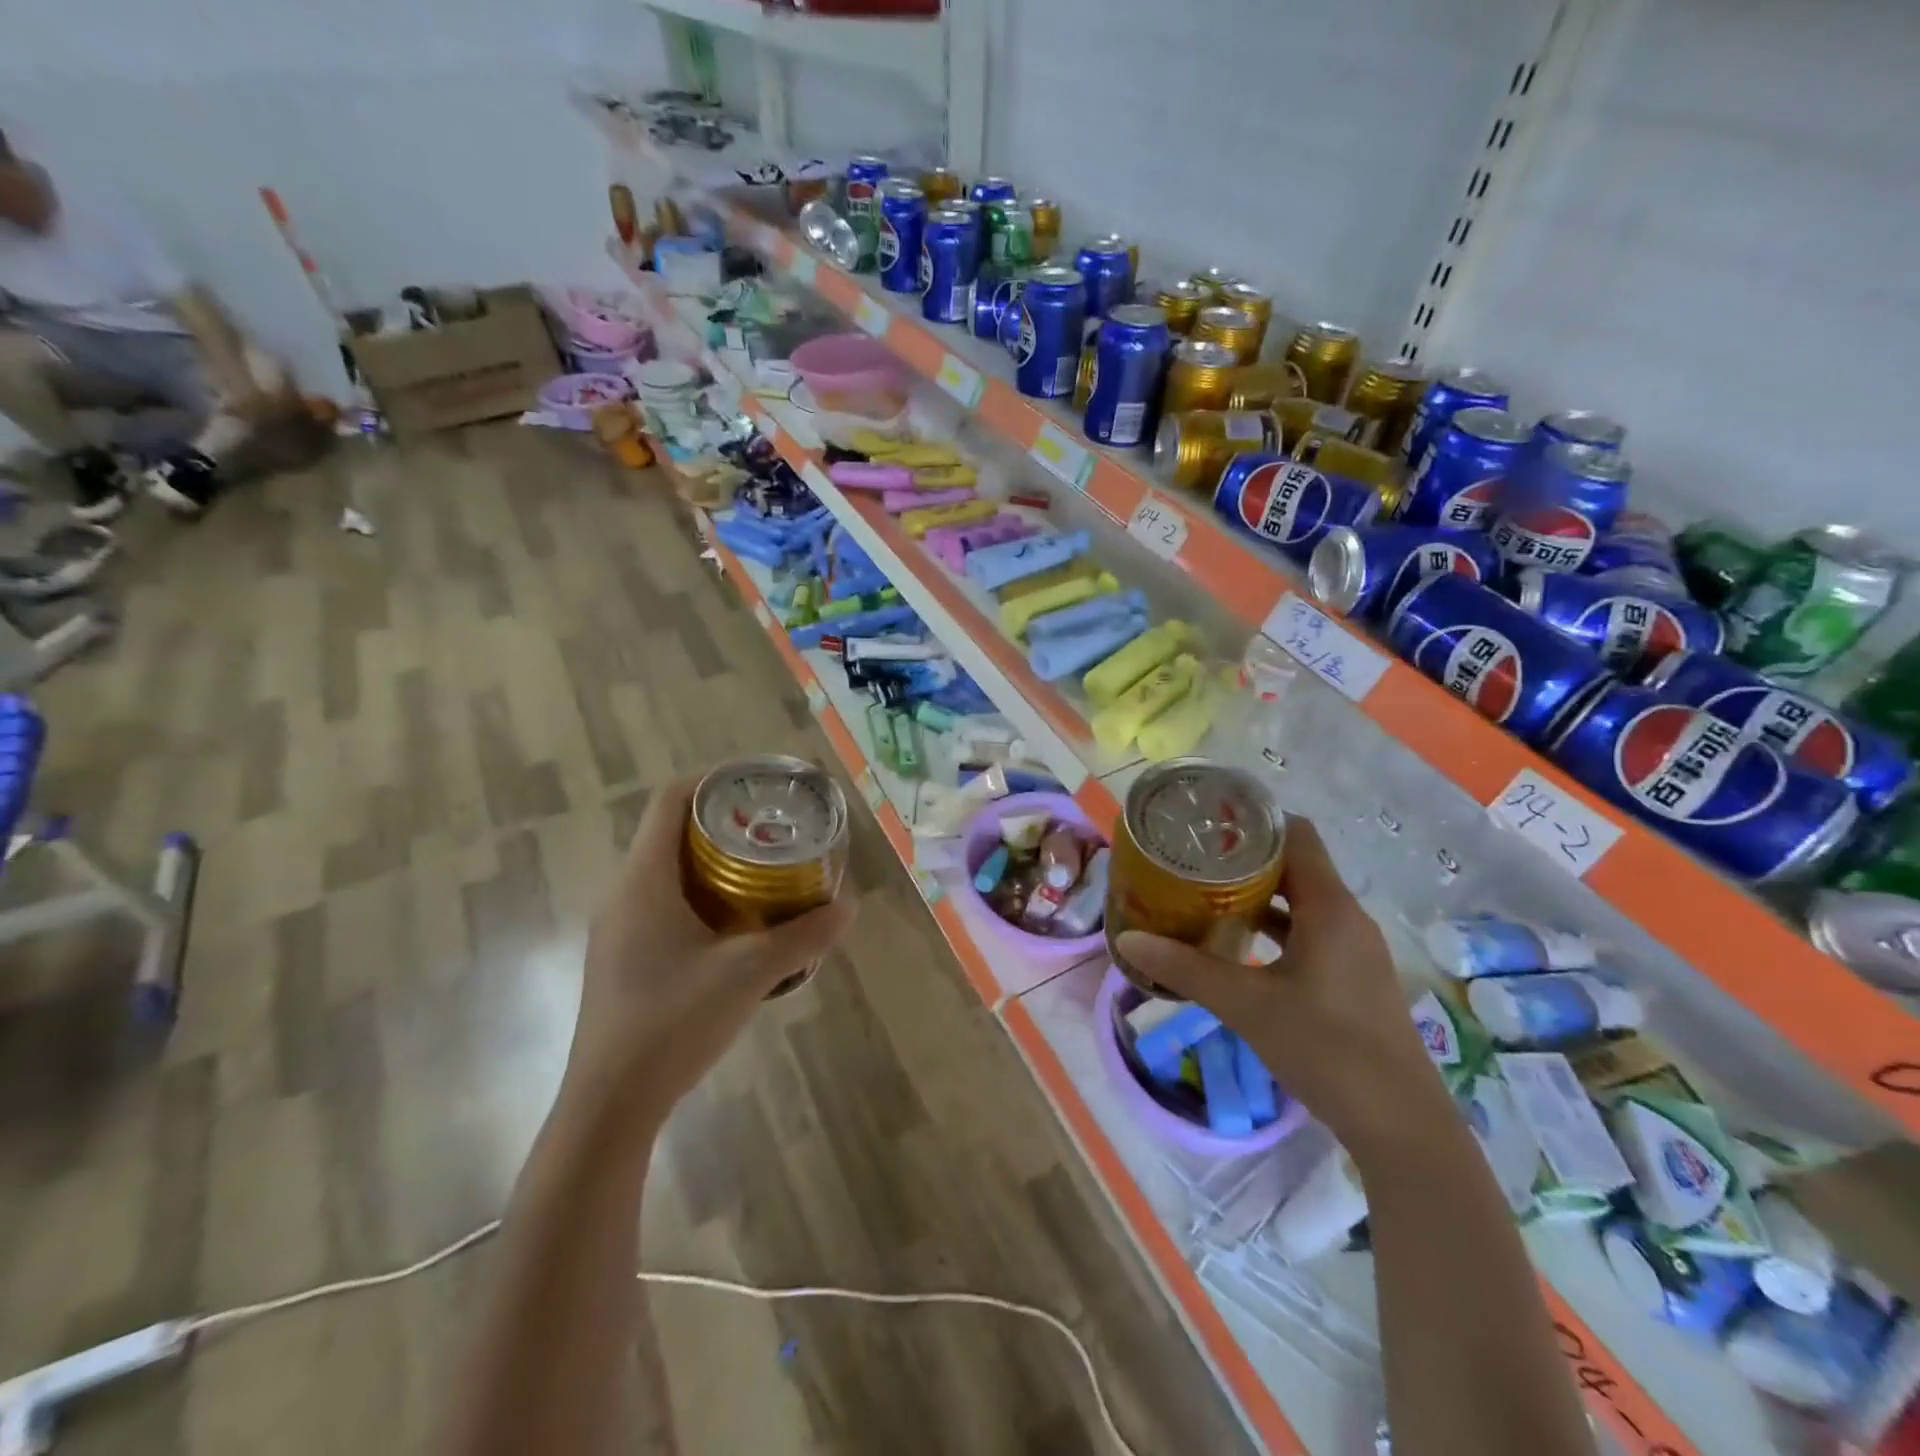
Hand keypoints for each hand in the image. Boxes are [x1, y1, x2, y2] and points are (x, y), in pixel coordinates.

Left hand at [565, 773, 857, 1118]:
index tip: (759, 785)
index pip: (669, 801)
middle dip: (725, 823)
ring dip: (715, 862)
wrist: (610, 1105)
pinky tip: (739, 926)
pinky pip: (664, 903)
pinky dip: (704, 895)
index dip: (713, 780)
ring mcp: (619, 928)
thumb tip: (850, 905)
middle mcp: (624, 893)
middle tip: (776, 831)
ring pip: (669, 871)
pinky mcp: (624, 957)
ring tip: (766, 872)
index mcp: (644, 881)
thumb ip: (803, 936)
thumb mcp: (750, 974)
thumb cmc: (673, 1023)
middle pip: (672, 832)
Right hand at [1115, 815, 1448, 1158]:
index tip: (1207, 823)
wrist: (1402, 1127)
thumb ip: (1186, 969)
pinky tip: (1237, 946)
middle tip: (1192, 860)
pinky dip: (1273, 929)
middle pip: (1295, 866)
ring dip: (1257, 896)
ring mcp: (1353, 949)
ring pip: (1301, 902)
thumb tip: (1128, 941)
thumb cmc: (1327, 1049)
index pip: (1296, 835)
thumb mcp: (1247, 1005)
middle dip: (1244, 859)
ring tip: (1205, 895)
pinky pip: (1309, 932)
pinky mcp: (1352, 978)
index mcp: (1330, 908)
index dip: (1253, 821)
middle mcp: (1347, 918)